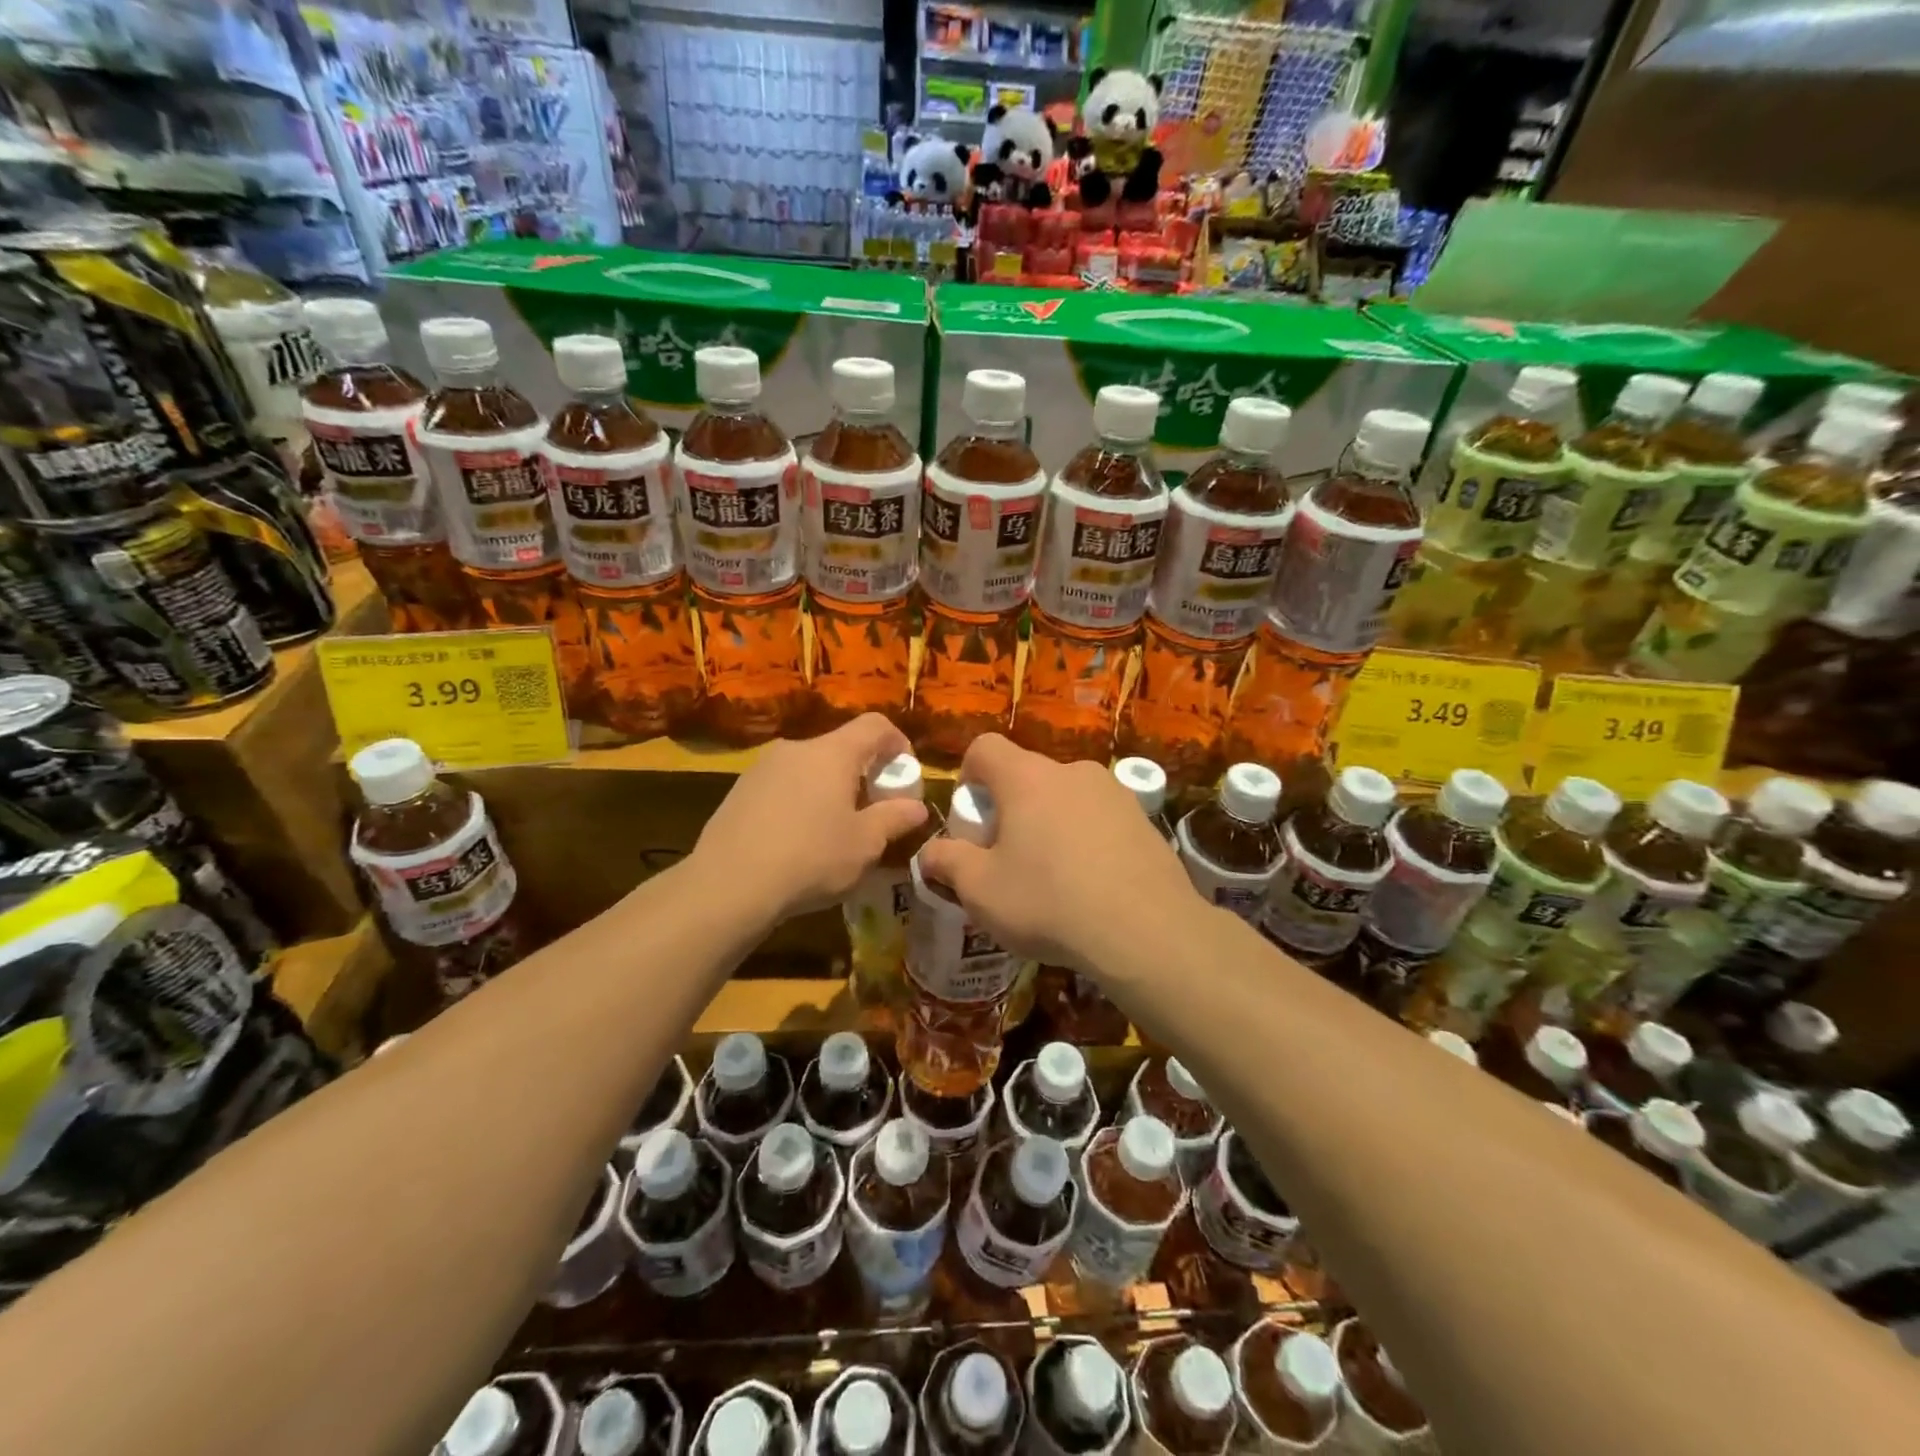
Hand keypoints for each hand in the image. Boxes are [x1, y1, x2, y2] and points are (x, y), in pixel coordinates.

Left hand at [692, 714, 928, 924]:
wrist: (728, 885)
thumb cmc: (810, 859)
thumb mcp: (865, 844)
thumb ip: (894, 819)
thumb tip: (916, 806)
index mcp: (832, 753)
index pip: (875, 726)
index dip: (898, 742)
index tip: (906, 772)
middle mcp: (795, 749)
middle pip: (840, 747)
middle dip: (863, 773)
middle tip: (873, 810)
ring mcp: (762, 768)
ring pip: (809, 768)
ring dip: (829, 789)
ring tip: (834, 830)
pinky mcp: (739, 791)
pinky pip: (783, 786)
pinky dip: (800, 802)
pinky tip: (797, 841)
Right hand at [918, 735, 1193, 970]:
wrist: (1146, 930)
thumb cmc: (1049, 902)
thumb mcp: (980, 890)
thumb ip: (947, 862)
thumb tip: (930, 853)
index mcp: (1027, 778)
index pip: (985, 747)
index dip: (968, 774)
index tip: (971, 816)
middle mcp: (1072, 771)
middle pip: (1027, 775)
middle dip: (1011, 808)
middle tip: (1008, 856)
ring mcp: (1114, 793)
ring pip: (1066, 798)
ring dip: (1051, 823)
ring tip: (1054, 876)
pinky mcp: (1144, 819)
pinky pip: (1100, 819)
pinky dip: (1087, 839)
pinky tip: (1093, 885)